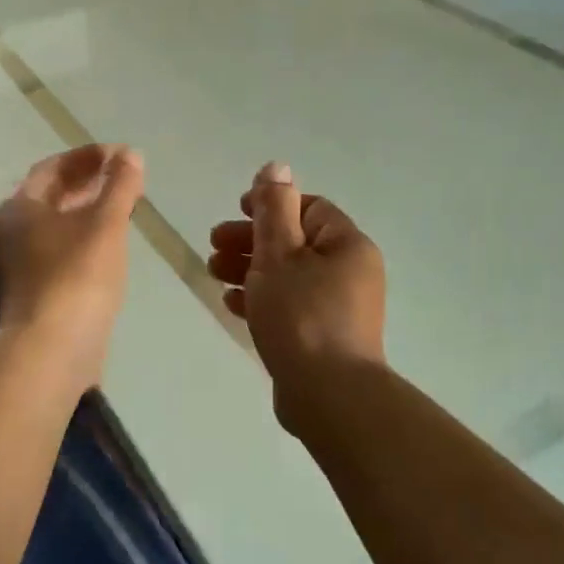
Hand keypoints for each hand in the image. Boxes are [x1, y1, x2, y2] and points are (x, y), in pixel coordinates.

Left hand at [0, 144, 143, 390]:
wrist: (53, 348)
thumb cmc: (77, 275)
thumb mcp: (105, 223)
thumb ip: (119, 186)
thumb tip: (130, 155)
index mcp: (18, 208)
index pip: (52, 168)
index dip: (88, 157)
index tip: (122, 155)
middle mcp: (9, 232)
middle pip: (50, 195)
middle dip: (87, 182)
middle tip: (124, 175)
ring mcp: (18, 264)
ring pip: (55, 224)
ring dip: (86, 209)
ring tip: (122, 203)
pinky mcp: (33, 290)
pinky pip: (59, 249)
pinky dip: (82, 236)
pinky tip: (110, 241)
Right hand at [208, 162, 386, 422]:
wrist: (329, 396)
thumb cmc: (302, 315)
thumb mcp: (280, 254)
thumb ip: (274, 208)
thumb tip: (277, 167)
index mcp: (346, 245)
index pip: (308, 208)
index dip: (270, 205)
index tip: (235, 211)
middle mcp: (349, 272)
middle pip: (295, 242)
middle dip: (251, 240)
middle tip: (214, 245)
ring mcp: (339, 308)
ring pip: (289, 275)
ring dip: (250, 269)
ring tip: (214, 273)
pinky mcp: (324, 337)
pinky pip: (291, 306)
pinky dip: (262, 299)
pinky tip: (231, 304)